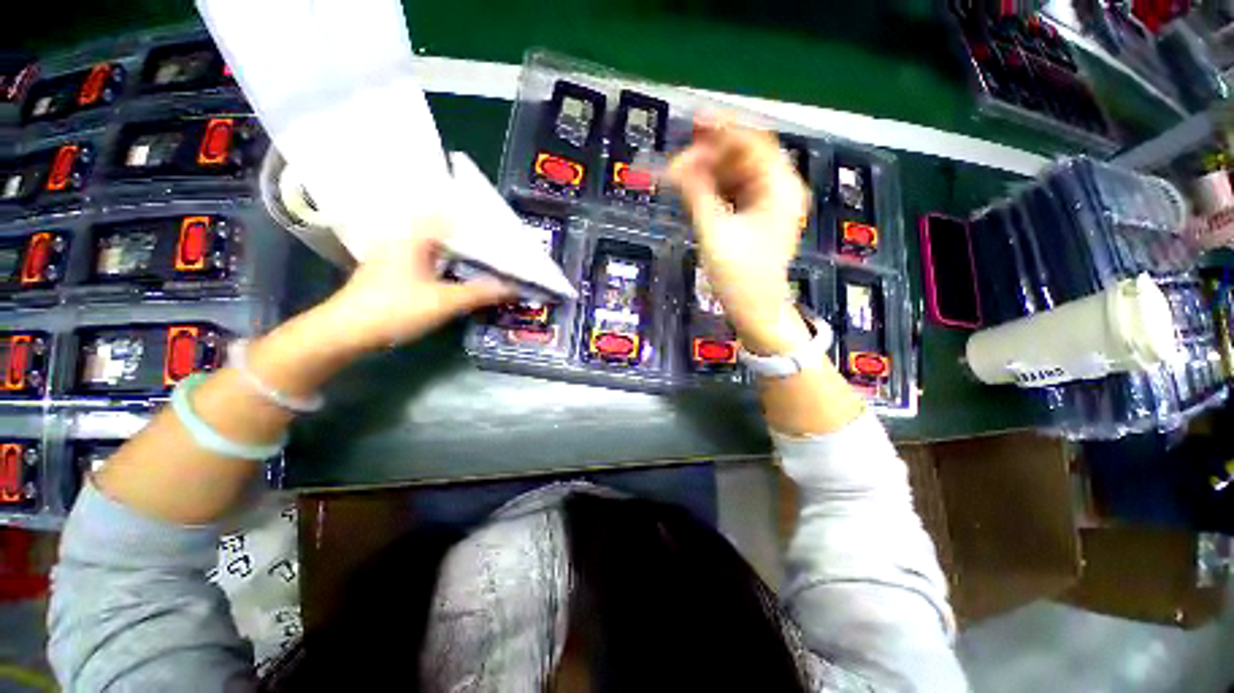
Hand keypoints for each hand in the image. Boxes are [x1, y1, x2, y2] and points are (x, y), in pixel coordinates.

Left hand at [314, 217, 513, 354]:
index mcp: (415, 236)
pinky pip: (428, 258)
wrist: (347, 331)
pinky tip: (461, 272)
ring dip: (460, 250)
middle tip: (500, 244)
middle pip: (445, 229)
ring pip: (436, 245)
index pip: (450, 215)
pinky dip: (447, 262)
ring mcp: (396, 254)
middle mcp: (404, 238)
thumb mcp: (445, 302)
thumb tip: (514, 288)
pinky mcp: (394, 271)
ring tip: (487, 256)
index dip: (476, 219)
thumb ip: (481, 292)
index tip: (501, 227)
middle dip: (472, 235)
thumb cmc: (395, 309)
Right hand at [668, 116, 812, 354]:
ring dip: (709, 172)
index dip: (724, 129)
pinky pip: (733, 193)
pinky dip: (713, 190)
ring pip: (737, 175)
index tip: (694, 122)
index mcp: (780, 188)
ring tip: (679, 176)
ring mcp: (768, 204)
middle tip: (678, 160)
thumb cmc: (741, 277)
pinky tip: (693, 191)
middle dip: (711, 154)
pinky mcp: (755, 218)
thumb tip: (678, 164)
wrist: (756, 312)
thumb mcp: (715, 233)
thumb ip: (697, 194)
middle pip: (744, 156)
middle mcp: (779, 190)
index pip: (754, 143)